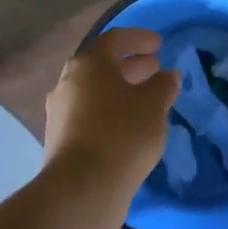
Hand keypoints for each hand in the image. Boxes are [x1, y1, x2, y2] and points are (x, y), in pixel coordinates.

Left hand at [44, 28, 179, 228]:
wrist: (82, 189)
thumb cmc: (122, 134)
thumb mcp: (154, 106)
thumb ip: (163, 86)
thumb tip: (167, 76)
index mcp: (89, 64)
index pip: (115, 40)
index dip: (139, 39)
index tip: (159, 45)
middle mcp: (68, 82)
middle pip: (102, 65)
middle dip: (130, 65)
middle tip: (155, 69)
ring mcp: (60, 112)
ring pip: (95, 92)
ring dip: (120, 91)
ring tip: (146, 100)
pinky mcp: (61, 140)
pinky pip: (89, 115)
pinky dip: (110, 112)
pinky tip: (129, 126)